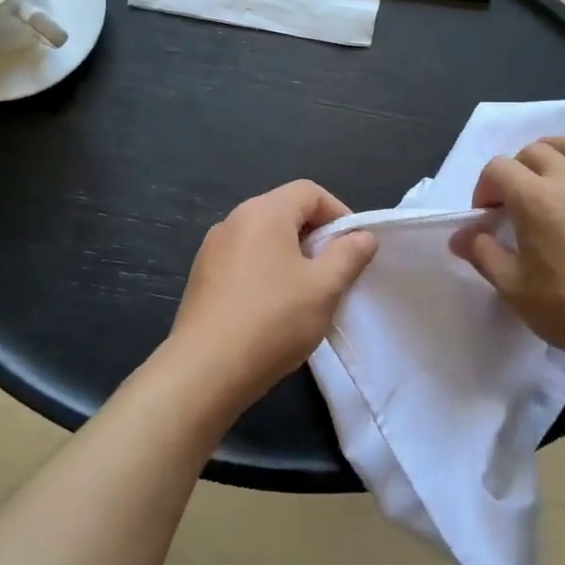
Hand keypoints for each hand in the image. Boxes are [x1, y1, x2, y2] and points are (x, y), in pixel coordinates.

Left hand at [163, 181, 377, 413]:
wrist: (205, 372)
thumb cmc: (273, 320)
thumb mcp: (325, 287)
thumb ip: (349, 255)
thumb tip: (363, 236)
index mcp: (263, 212)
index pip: (309, 192)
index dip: (339, 213)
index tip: (353, 249)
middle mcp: (233, 221)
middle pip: (285, 212)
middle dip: (316, 237)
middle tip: (335, 273)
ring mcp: (212, 250)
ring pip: (264, 239)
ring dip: (291, 257)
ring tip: (307, 295)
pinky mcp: (201, 279)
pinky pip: (244, 262)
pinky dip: (266, 273)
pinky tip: (273, 310)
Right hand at [453, 134, 564, 377]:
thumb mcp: (513, 287)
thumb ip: (482, 253)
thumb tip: (459, 235)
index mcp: (536, 200)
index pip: (498, 168)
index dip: (486, 188)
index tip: (489, 216)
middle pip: (534, 151)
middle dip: (516, 171)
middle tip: (517, 203)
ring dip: (553, 153)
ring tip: (551, 177)